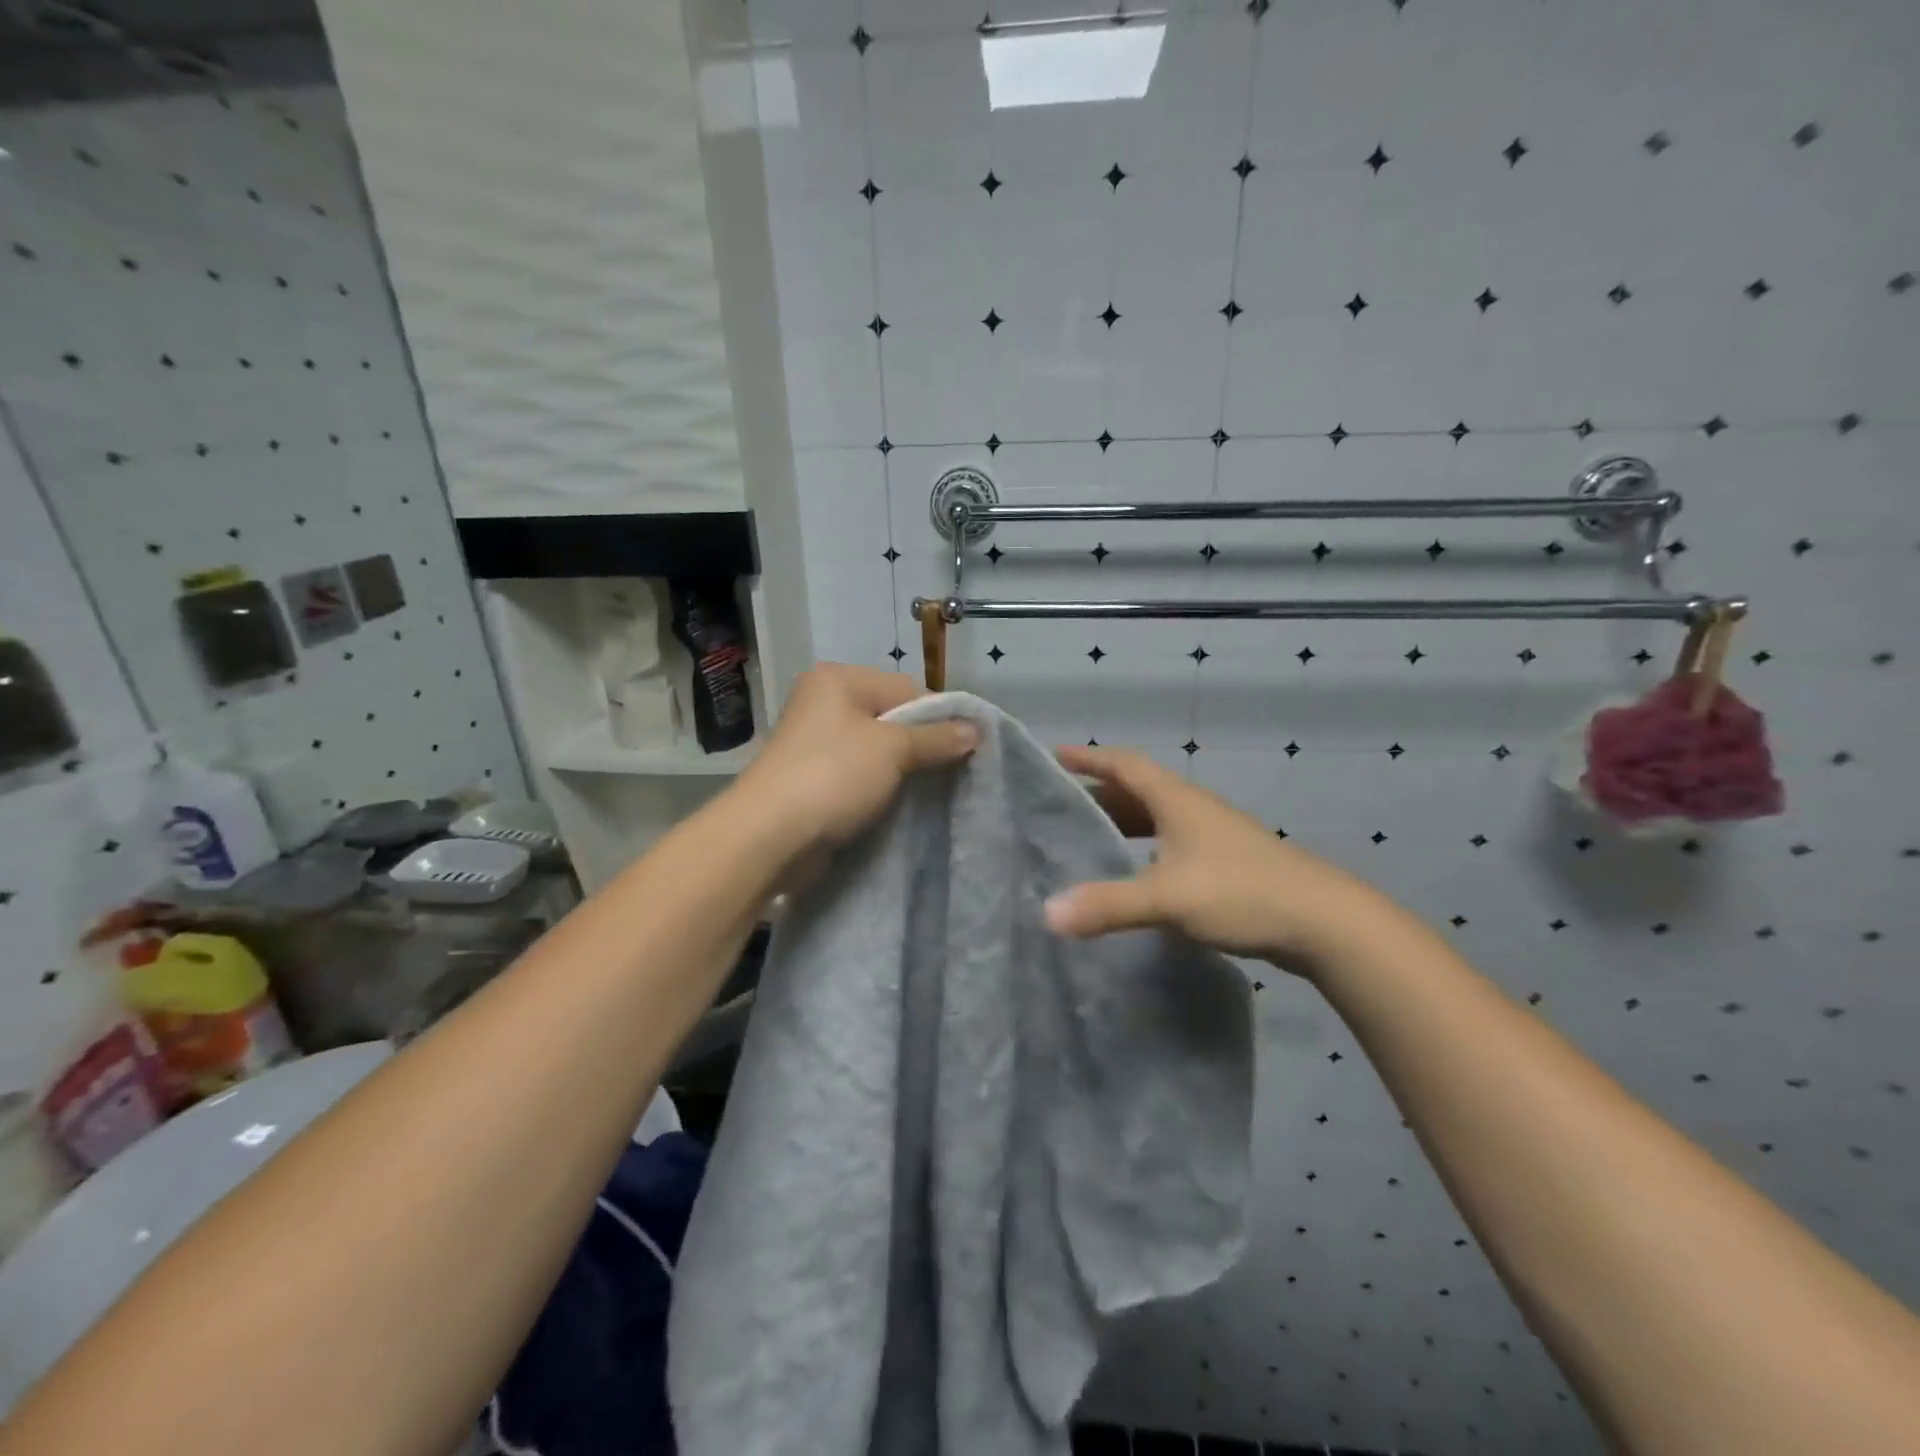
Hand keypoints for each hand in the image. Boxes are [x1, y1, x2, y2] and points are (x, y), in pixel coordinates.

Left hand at [736, 664, 978, 857]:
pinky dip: (879, 786)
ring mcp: (815, 742)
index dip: (939, 717)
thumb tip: (978, 730)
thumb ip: (937, 737)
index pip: (907, 688)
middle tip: (951, 771)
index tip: (966, 749)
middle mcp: (824, 702)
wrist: (769, 836)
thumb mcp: (893, 749)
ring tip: (927, 790)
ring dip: (901, 770)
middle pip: (892, 718)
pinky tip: (897, 803)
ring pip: (876, 749)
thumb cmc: (833, 776)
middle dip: (922, 744)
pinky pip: (859, 774)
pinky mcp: (813, 777)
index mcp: (839, 680)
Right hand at [1045, 745, 1382, 966]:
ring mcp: (1213, 836)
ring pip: (1156, 818)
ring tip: (1088, 837)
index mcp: (1177, 800)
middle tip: (1060, 806)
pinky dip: (1143, 849)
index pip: (1125, 765)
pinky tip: (1135, 874)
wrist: (1324, 921)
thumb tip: (1047, 914)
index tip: (1056, 755)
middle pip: (1138, 790)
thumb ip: (1108, 904)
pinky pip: (1170, 843)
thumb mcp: (1168, 897)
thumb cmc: (1242, 892)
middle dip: (1099, 794)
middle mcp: (1193, 809)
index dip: (1090, 758)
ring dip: (1122, 822)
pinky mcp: (1225, 863)